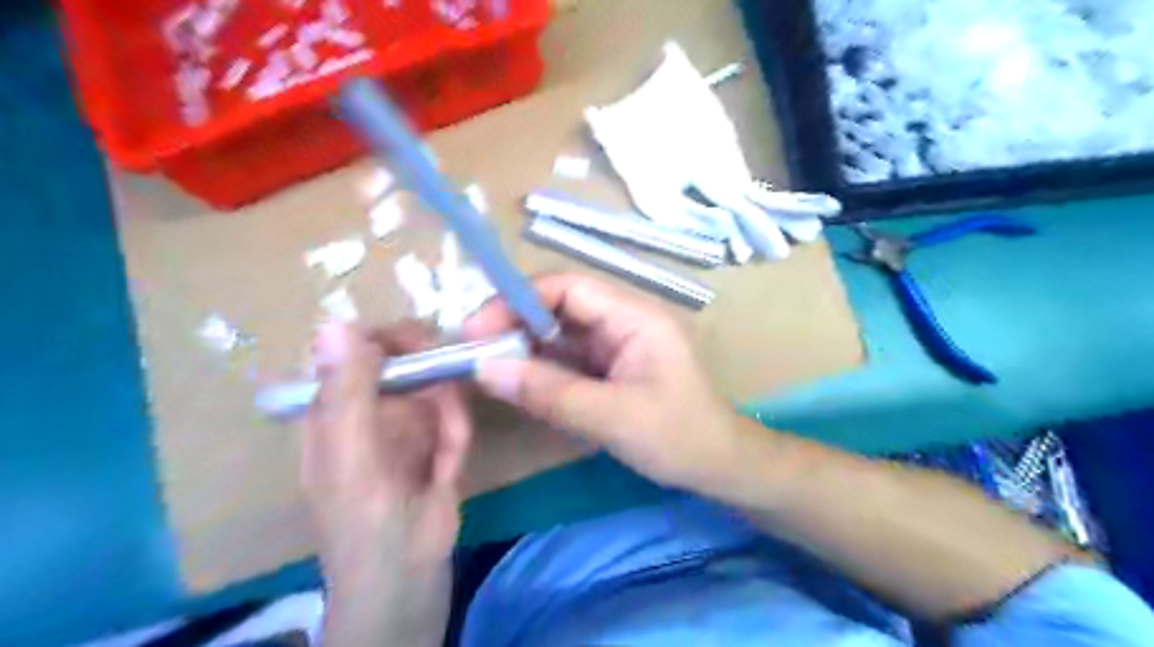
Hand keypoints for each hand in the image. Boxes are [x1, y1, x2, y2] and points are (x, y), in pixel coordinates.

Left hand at [304, 324, 469, 646]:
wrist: (409, 577)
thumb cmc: (366, 520)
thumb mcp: (351, 456)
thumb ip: (346, 392)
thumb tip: (334, 321)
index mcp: (333, 408)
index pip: (354, 349)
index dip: (388, 338)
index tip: (424, 342)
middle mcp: (368, 409)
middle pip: (403, 363)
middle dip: (432, 377)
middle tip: (452, 393)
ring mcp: (404, 427)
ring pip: (435, 389)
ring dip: (448, 416)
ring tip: (444, 455)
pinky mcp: (435, 443)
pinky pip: (452, 418)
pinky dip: (457, 437)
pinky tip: (449, 468)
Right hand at [463, 274, 754, 494]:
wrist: (719, 466)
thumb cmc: (678, 437)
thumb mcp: (612, 417)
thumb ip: (549, 392)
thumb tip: (484, 369)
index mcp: (634, 316)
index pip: (567, 287)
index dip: (518, 300)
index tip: (477, 330)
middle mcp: (622, 320)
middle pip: (558, 306)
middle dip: (515, 324)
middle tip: (473, 353)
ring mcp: (615, 344)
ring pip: (558, 333)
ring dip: (522, 348)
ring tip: (484, 367)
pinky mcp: (609, 367)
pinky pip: (565, 358)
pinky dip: (538, 369)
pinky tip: (514, 382)